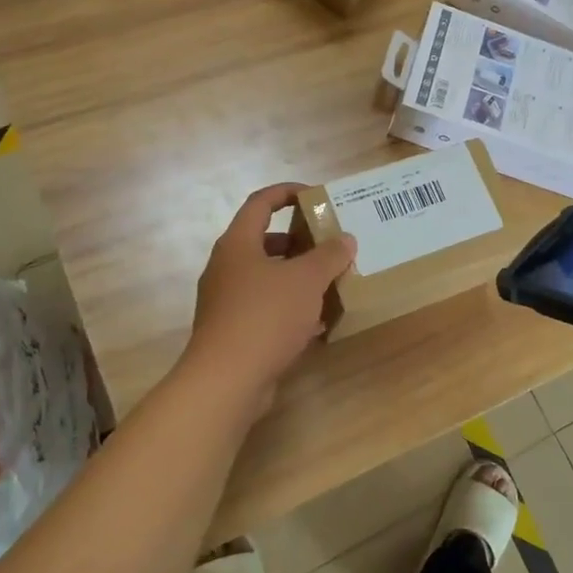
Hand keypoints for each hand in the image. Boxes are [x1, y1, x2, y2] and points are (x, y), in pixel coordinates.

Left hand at [183, 184, 356, 404]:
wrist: (227, 380)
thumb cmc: (265, 316)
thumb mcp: (306, 280)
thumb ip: (328, 256)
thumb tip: (345, 239)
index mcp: (238, 244)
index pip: (260, 203)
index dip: (287, 192)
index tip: (315, 196)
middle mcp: (227, 267)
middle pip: (263, 241)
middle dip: (298, 241)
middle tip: (328, 244)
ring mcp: (226, 301)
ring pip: (266, 278)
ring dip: (297, 277)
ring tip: (329, 282)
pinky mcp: (233, 330)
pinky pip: (265, 308)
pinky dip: (290, 309)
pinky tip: (317, 323)